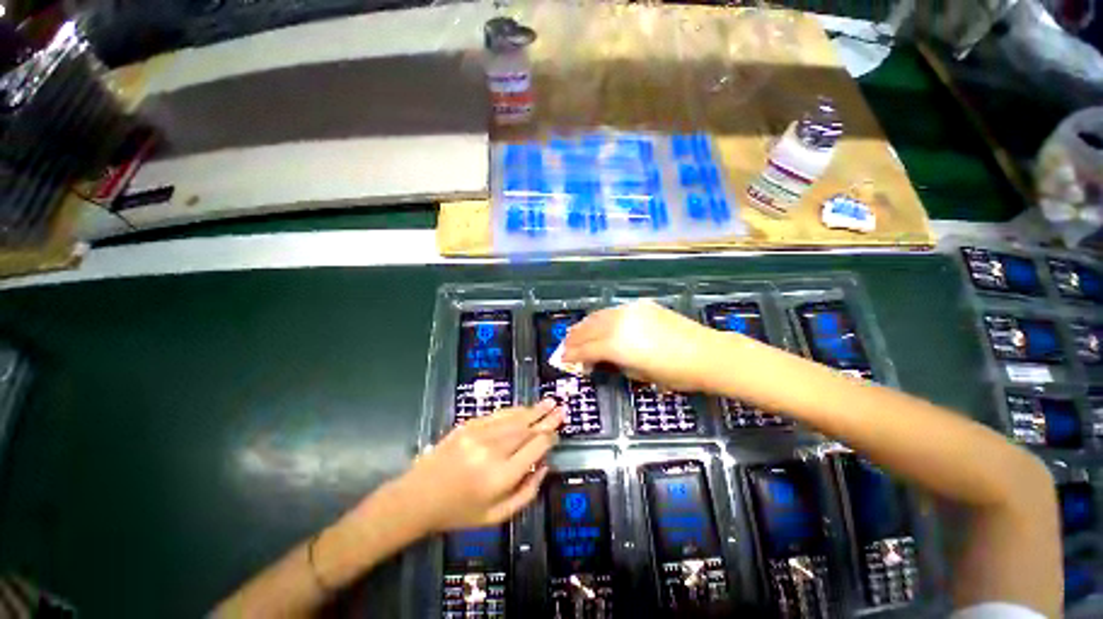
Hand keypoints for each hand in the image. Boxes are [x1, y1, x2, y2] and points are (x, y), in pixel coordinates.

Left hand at [396, 400, 563, 532]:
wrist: (418, 497)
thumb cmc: (459, 512)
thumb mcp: (496, 517)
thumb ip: (526, 494)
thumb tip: (545, 466)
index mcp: (501, 477)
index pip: (534, 449)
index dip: (548, 438)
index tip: (557, 433)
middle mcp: (493, 451)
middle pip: (526, 429)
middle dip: (546, 418)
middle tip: (561, 408)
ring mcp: (479, 434)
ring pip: (514, 418)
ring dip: (533, 410)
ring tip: (548, 402)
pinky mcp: (468, 425)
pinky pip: (497, 415)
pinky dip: (513, 411)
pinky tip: (524, 408)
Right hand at [561, 300, 719, 391]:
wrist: (707, 354)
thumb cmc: (674, 374)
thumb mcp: (639, 375)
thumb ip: (615, 364)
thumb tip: (602, 359)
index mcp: (616, 345)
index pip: (586, 349)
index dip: (572, 355)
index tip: (563, 359)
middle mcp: (619, 323)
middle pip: (588, 329)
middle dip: (574, 338)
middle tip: (565, 345)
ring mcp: (630, 311)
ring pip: (599, 315)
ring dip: (585, 325)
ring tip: (577, 332)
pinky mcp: (641, 306)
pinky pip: (614, 311)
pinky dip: (602, 318)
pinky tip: (601, 323)